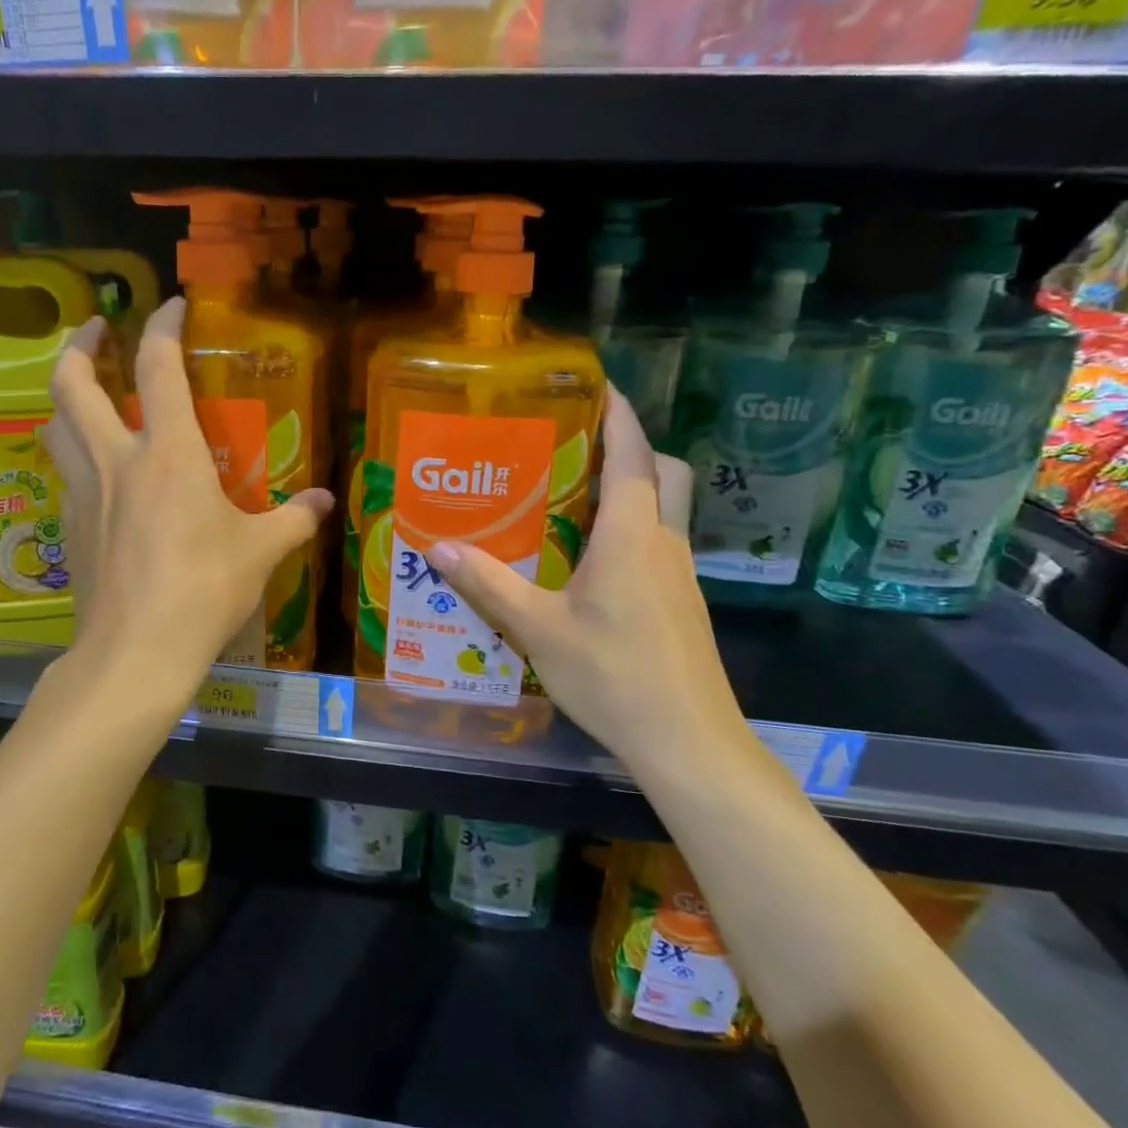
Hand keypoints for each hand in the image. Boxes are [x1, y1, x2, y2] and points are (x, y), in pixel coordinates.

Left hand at [44, 299, 334, 694]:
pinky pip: (65, 474)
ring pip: (55, 426)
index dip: (163, 326)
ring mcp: (84, 494)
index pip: (157, 366)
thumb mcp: (260, 553)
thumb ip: (293, 520)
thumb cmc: (203, 592)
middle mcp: (116, 461)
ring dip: (65, 396)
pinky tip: (98, 474)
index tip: (171, 305)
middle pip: (71, 384)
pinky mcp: (70, 529)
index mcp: (167, 454)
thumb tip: (323, 503)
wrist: (135, 653)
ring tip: (85, 392)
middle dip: (80, 344)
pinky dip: (75, 456)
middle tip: (96, 329)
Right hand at [428, 386, 748, 767]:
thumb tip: (440, 546)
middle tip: (579, 448)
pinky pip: (658, 547)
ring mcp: (680, 576)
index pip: (633, 456)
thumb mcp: (538, 628)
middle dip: (633, 449)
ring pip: (664, 512)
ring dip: (631, 492)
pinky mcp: (683, 605)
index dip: (619, 415)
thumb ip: (489, 584)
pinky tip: (592, 564)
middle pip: (664, 475)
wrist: (688, 742)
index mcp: (631, 536)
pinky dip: (632, 533)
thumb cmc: (613, 675)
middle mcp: (664, 544)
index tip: (599, 385)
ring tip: (573, 499)